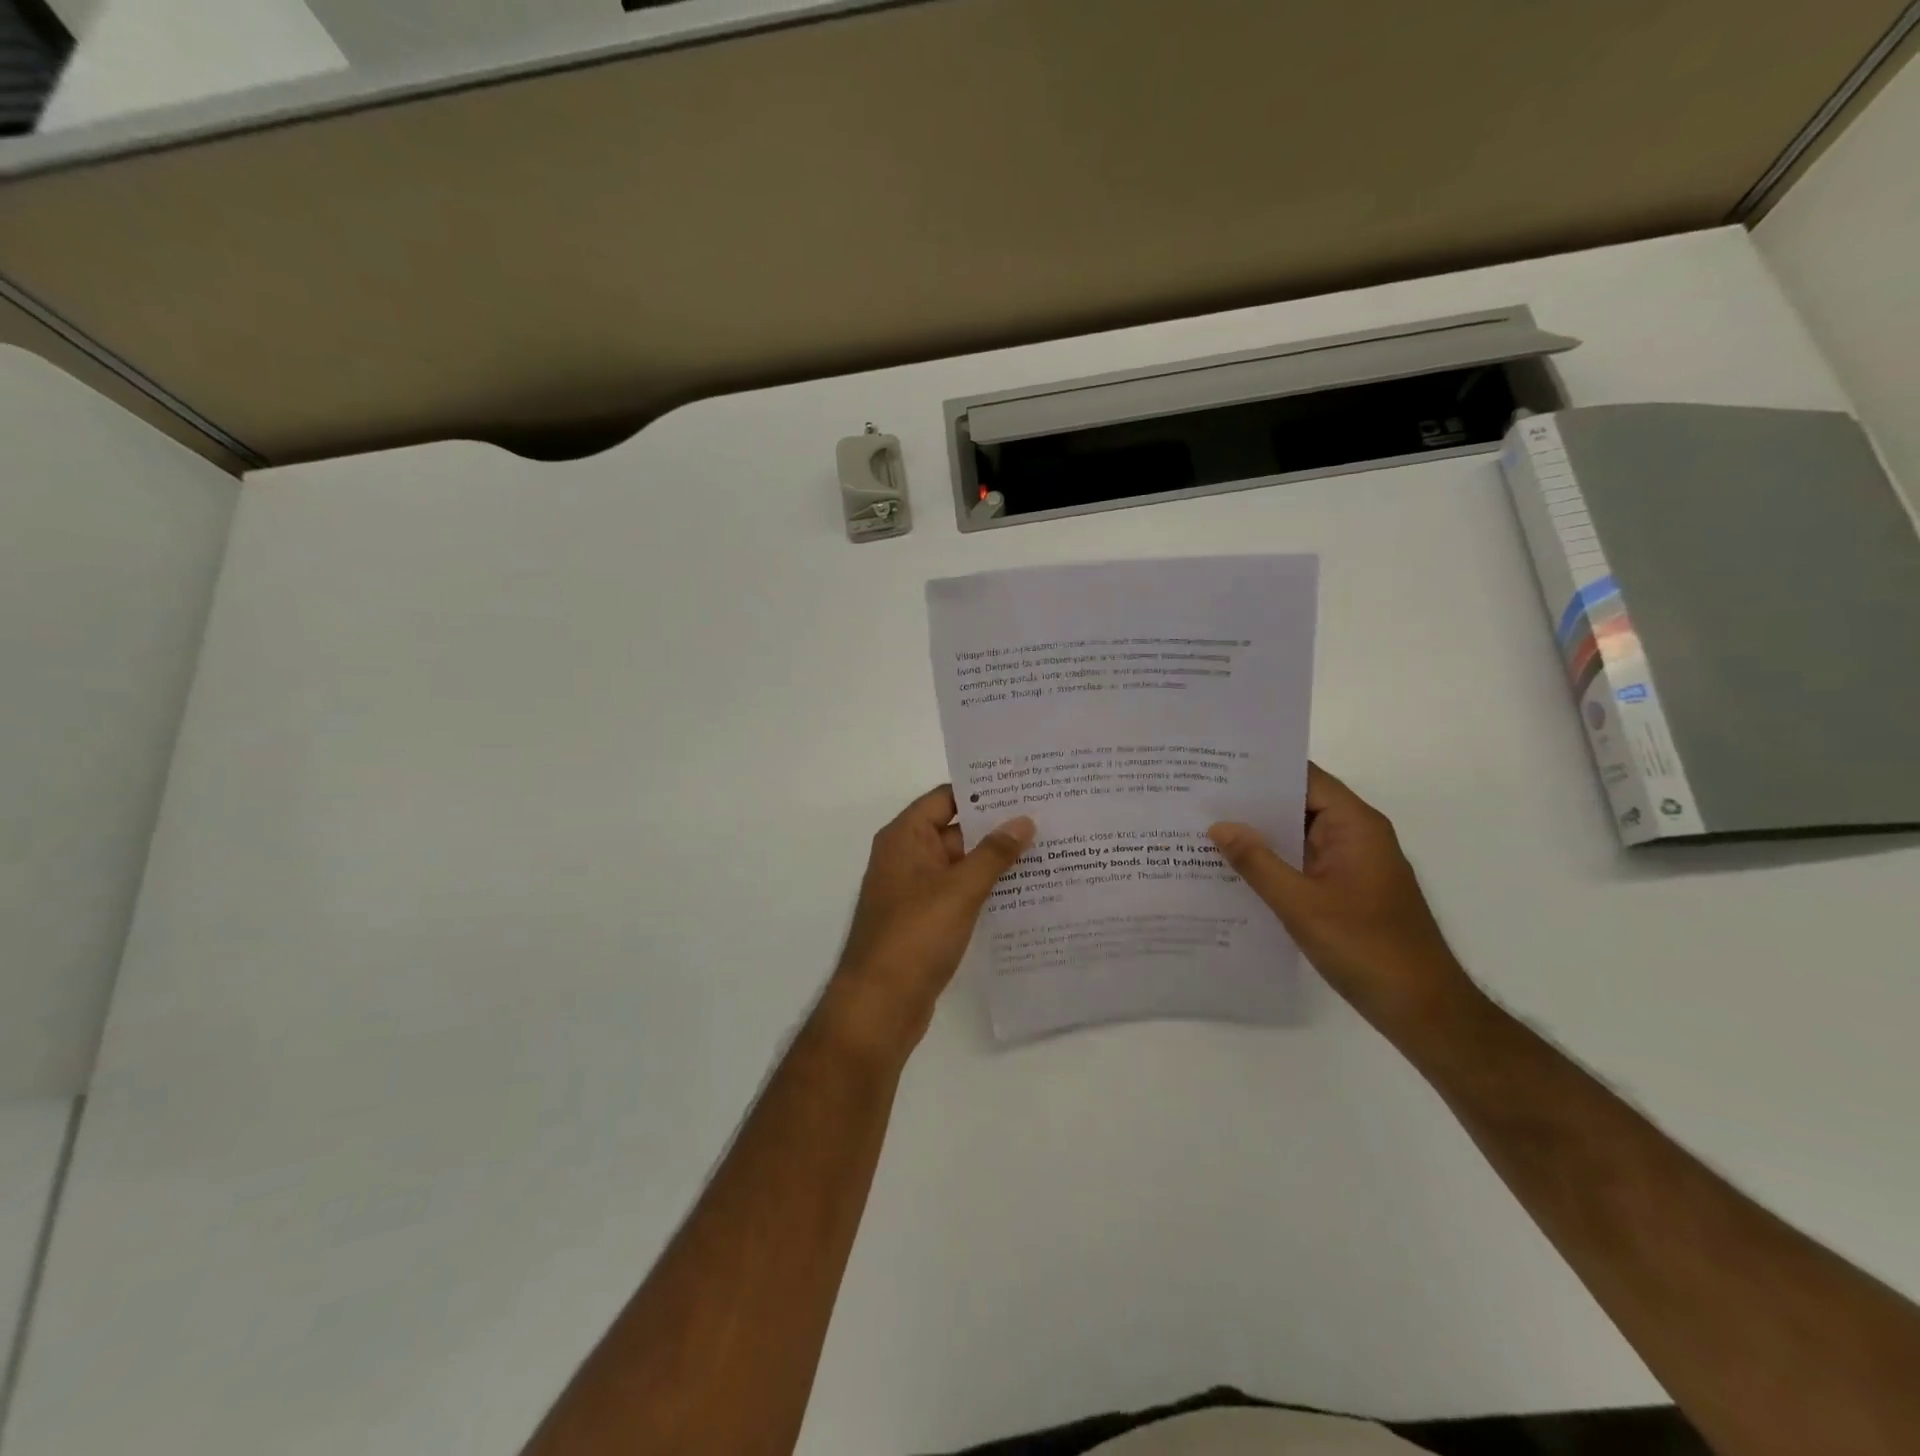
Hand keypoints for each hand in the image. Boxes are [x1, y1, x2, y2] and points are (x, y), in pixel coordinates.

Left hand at [824, 786, 1034, 1057]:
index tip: (1025, 785)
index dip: (983, 790)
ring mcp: (916, 890)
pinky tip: (1026, 892)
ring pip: (962, 864)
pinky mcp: (926, 920)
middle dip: (998, 826)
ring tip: (1048, 850)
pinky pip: (960, 893)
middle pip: (956, 829)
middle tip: (1048, 817)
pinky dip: (987, 889)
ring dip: (996, 860)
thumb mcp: (960, 889)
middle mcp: (907, 856)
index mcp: (905, 837)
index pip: (947, 797)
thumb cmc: (915, 936)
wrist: (880, 1006)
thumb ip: (994, 853)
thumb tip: (1024, 820)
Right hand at [1208, 764, 1476, 1036]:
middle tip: (1199, 796)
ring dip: (1260, 833)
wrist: (1422, 1009)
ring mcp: (1352, 864)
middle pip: (1300, 803)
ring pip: (1299, 835)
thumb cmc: (1365, 947)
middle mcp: (1356, 836)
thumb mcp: (1301, 904)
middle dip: (1253, 801)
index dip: (1263, 769)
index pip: (1305, 778)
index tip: (1218, 765)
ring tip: (1206, 826)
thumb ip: (1257, 862)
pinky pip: (1303, 862)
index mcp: (1355, 826)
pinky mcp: (1346, 890)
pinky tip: (1234, 867)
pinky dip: (1273, 861)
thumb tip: (1218, 825)